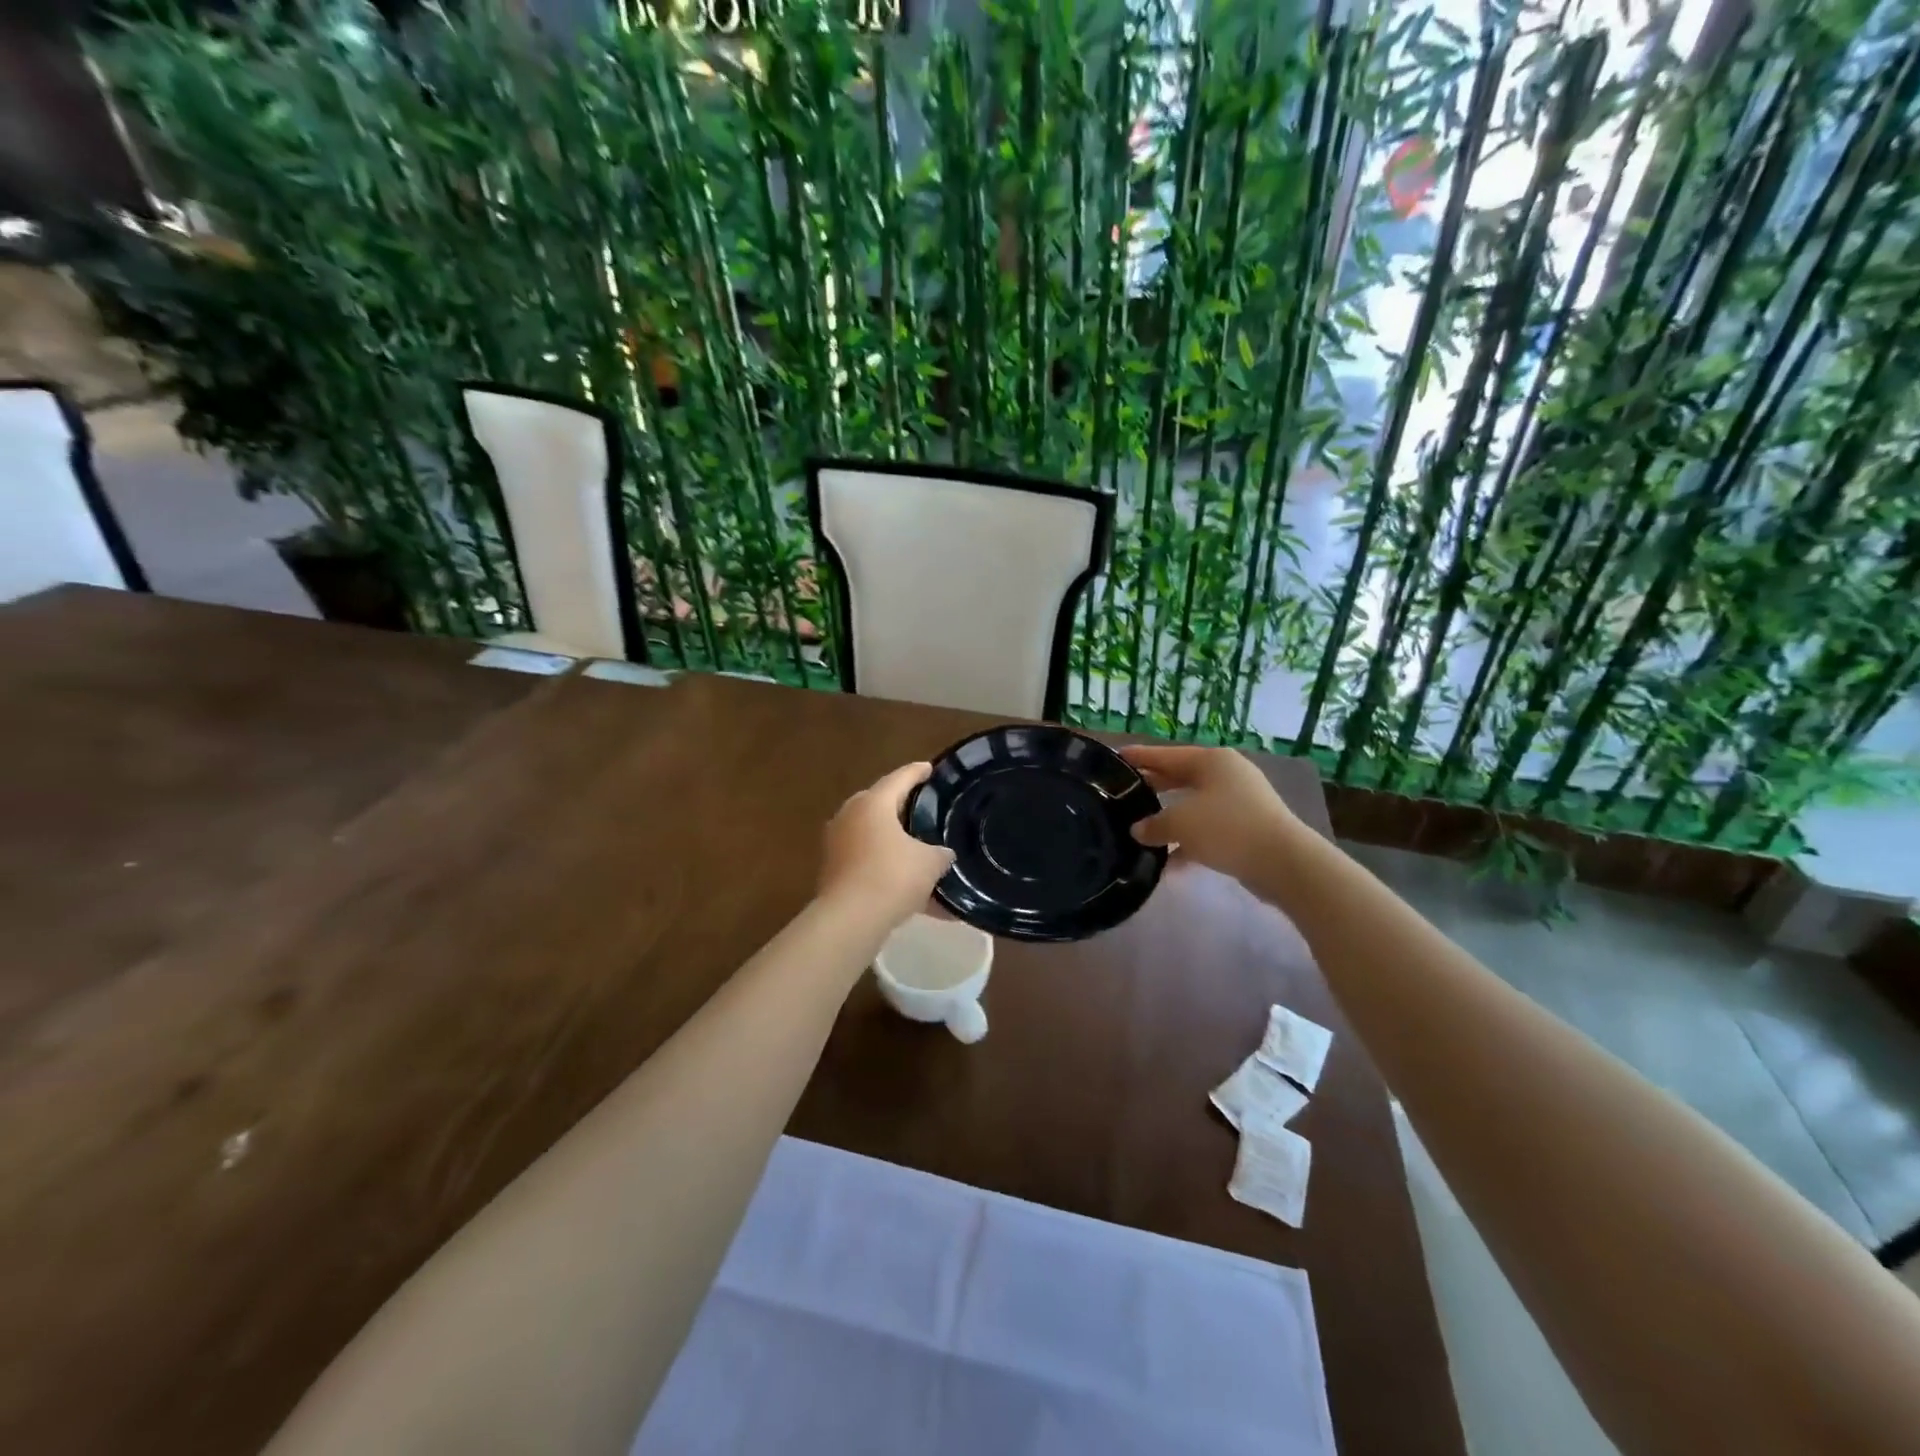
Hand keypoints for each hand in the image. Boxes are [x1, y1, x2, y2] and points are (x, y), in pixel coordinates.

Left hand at [819, 762, 955, 928]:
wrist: (850, 919)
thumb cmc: (892, 876)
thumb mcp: (929, 863)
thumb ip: (939, 853)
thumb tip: (942, 853)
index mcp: (873, 803)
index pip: (900, 778)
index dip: (917, 772)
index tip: (930, 768)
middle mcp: (850, 816)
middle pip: (879, 804)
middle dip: (901, 806)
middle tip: (923, 809)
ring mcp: (837, 843)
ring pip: (871, 834)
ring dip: (893, 841)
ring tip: (917, 850)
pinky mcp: (832, 870)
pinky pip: (866, 861)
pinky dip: (885, 868)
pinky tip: (908, 888)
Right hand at [1121, 744, 1300, 884]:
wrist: (1283, 862)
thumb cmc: (1227, 828)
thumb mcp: (1180, 823)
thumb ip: (1154, 824)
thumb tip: (1139, 830)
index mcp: (1211, 761)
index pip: (1166, 755)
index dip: (1140, 757)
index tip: (1116, 758)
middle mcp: (1226, 775)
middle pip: (1180, 778)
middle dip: (1153, 787)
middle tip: (1124, 793)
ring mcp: (1240, 802)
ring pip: (1193, 806)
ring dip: (1169, 819)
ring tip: (1140, 830)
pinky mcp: (1246, 828)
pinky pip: (1208, 830)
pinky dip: (1189, 842)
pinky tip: (1168, 864)